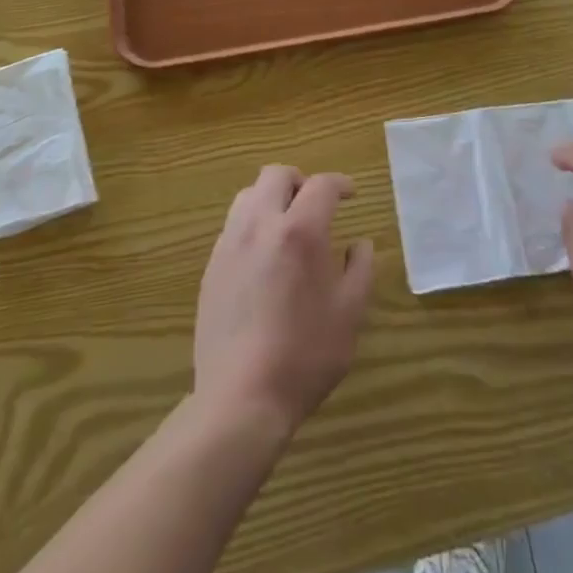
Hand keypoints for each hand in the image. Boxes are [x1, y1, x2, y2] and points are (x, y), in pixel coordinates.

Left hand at [193, 166, 373, 433]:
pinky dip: (252, 224)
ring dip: (271, 198)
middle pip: (276, 175)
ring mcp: (230, 243)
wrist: (241, 398)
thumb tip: (359, 243)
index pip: (321, 185)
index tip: (350, 194)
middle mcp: (260, 224)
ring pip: (248, 195)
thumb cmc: (305, 355)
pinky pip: (233, 226)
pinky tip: (263, 257)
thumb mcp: (350, 313)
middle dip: (300, 181)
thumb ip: (360, 269)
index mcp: (300, 231)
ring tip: (287, 226)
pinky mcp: (212, 266)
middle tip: (315, 205)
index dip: (340, 184)